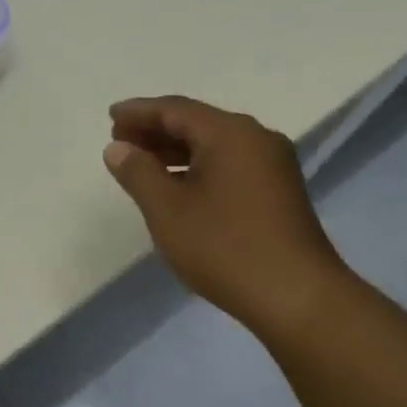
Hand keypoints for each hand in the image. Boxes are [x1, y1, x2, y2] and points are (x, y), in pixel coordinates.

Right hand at [104, 95, 348, 329]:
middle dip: (156, 130)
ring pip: (214, 145)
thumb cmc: (224, 247)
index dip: (139, 111)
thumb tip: (117, 148)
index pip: (176, 109)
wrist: (296, 296)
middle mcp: (256, 139)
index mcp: (230, 134)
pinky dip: (198, 167)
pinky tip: (178, 187)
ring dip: (175, 150)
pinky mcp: (279, 192)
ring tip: (141, 163)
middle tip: (120, 140)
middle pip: (197, 123)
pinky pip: (229, 164)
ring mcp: (273, 165)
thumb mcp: (167, 210)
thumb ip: (138, 173)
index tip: (110, 116)